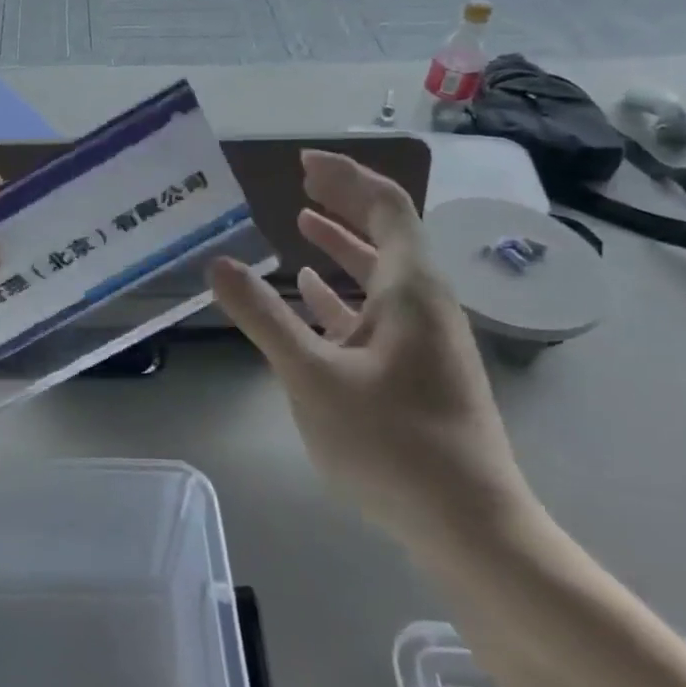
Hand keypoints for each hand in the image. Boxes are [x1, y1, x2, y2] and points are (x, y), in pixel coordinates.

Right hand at [210, 150, 534, 549]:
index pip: (386, 207)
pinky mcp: (416, 370)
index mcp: (410, 290)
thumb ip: (262, 316)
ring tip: (300, 222)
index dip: (346, 177)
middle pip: (386, 233)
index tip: (304, 162)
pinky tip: (311, 293)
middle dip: (343, 202)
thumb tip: (217, 264)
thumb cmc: (392, 442)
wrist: (468, 524)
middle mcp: (423, 303)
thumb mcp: (311, 375)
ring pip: (380, 274)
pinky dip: (343, 293)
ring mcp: (423, 339)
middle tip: (300, 181)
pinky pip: (376, 312)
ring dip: (341, 244)